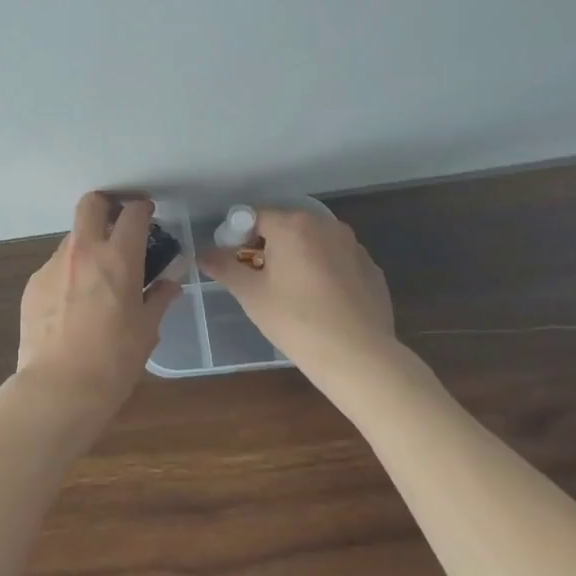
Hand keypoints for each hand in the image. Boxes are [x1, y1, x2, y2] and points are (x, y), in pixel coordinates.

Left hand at [16, 193, 180, 424]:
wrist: (58, 388)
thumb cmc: (113, 361)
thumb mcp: (147, 331)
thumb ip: (159, 298)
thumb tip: (169, 283)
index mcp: (118, 258)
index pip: (132, 213)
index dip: (142, 208)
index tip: (148, 214)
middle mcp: (83, 251)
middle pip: (91, 204)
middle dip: (106, 204)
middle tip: (118, 223)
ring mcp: (53, 265)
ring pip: (72, 238)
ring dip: (88, 246)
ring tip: (97, 278)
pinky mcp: (33, 283)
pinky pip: (56, 267)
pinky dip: (69, 274)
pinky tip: (74, 305)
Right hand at [198, 206, 394, 366]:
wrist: (359, 357)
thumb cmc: (296, 320)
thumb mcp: (251, 295)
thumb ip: (224, 267)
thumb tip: (203, 254)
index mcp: (292, 225)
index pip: (254, 217)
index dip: (238, 238)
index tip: (235, 265)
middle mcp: (326, 225)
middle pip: (286, 226)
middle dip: (269, 247)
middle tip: (260, 280)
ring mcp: (354, 246)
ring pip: (314, 243)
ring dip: (298, 257)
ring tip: (292, 293)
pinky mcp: (372, 269)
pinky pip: (338, 261)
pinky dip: (325, 272)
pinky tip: (322, 303)